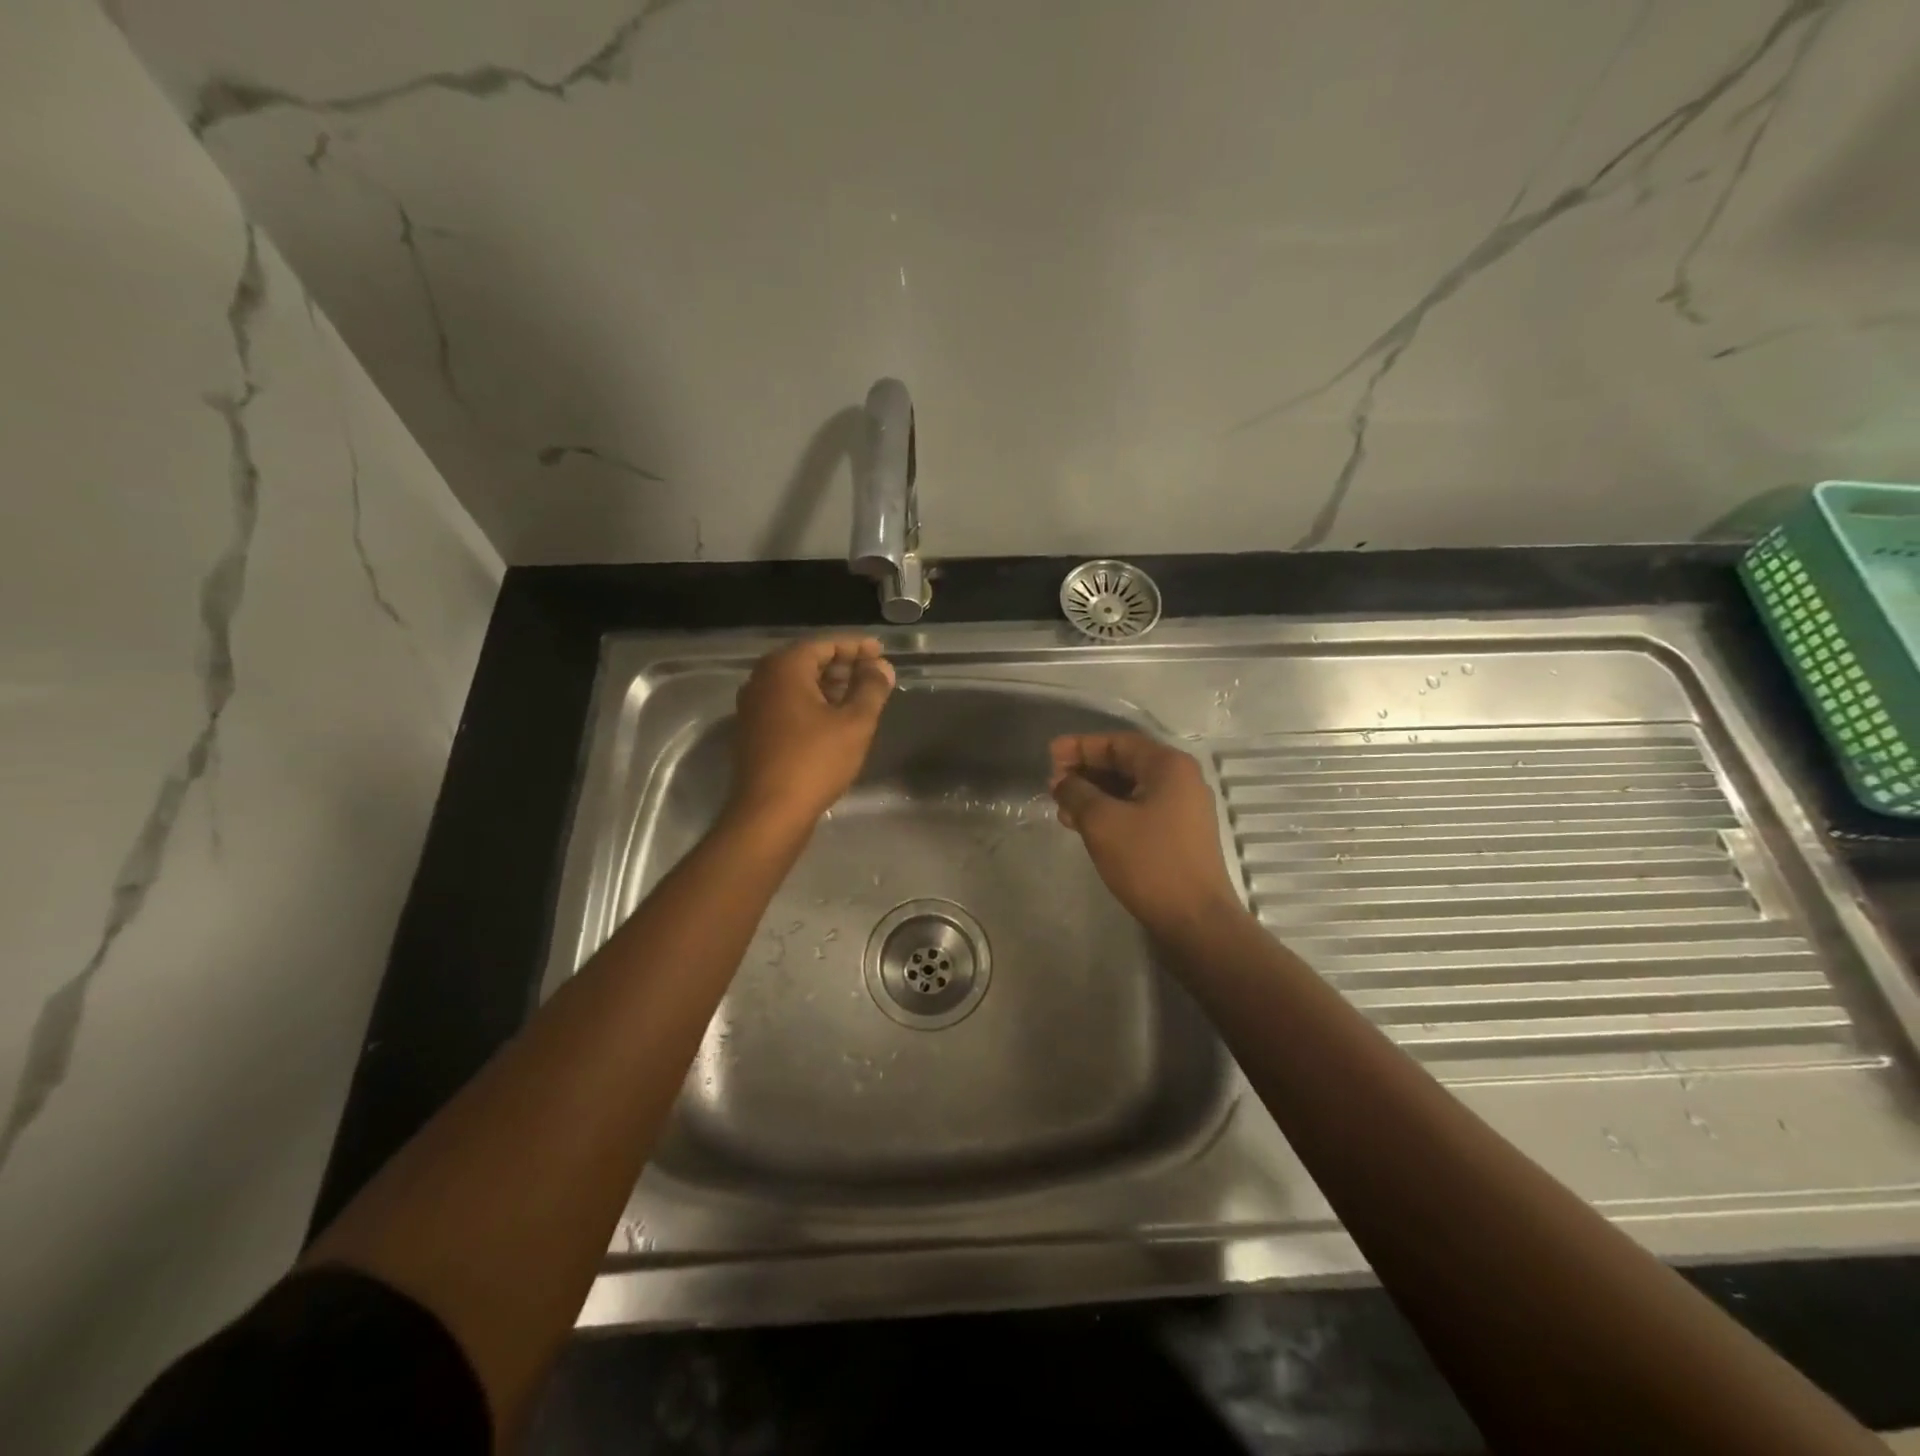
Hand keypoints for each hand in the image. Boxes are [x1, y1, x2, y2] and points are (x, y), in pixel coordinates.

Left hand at [727, 637, 894, 832]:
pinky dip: (811, 704)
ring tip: (859, 697)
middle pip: (808, 661)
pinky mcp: (753, 731)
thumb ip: (871, 688)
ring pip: (796, 685)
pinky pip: (786, 705)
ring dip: (828, 686)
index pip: (825, 644)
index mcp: (784, 668)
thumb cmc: (815, 761)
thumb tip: (881, 667)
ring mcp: (753, 706)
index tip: (881, 652)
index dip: (857, 647)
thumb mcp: (855, 723)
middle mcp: (762, 679)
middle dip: (843, 666)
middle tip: (873, 674)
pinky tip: (834, 721)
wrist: (769, 812)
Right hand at [1049, 732, 1245, 939]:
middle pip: (1124, 763)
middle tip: (1052, 782)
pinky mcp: (1178, 834)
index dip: (1080, 746)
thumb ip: (1077, 792)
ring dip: (1094, 794)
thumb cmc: (1149, 862)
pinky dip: (1109, 812)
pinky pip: (1138, 810)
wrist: (1194, 919)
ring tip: (1061, 806)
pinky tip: (1083, 825)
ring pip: (1129, 789)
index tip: (1049, 754)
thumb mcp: (1102, 822)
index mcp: (1168, 766)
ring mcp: (1182, 808)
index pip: (1117, 742)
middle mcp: (1180, 780)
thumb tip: (1061, 781)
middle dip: (1085, 770)